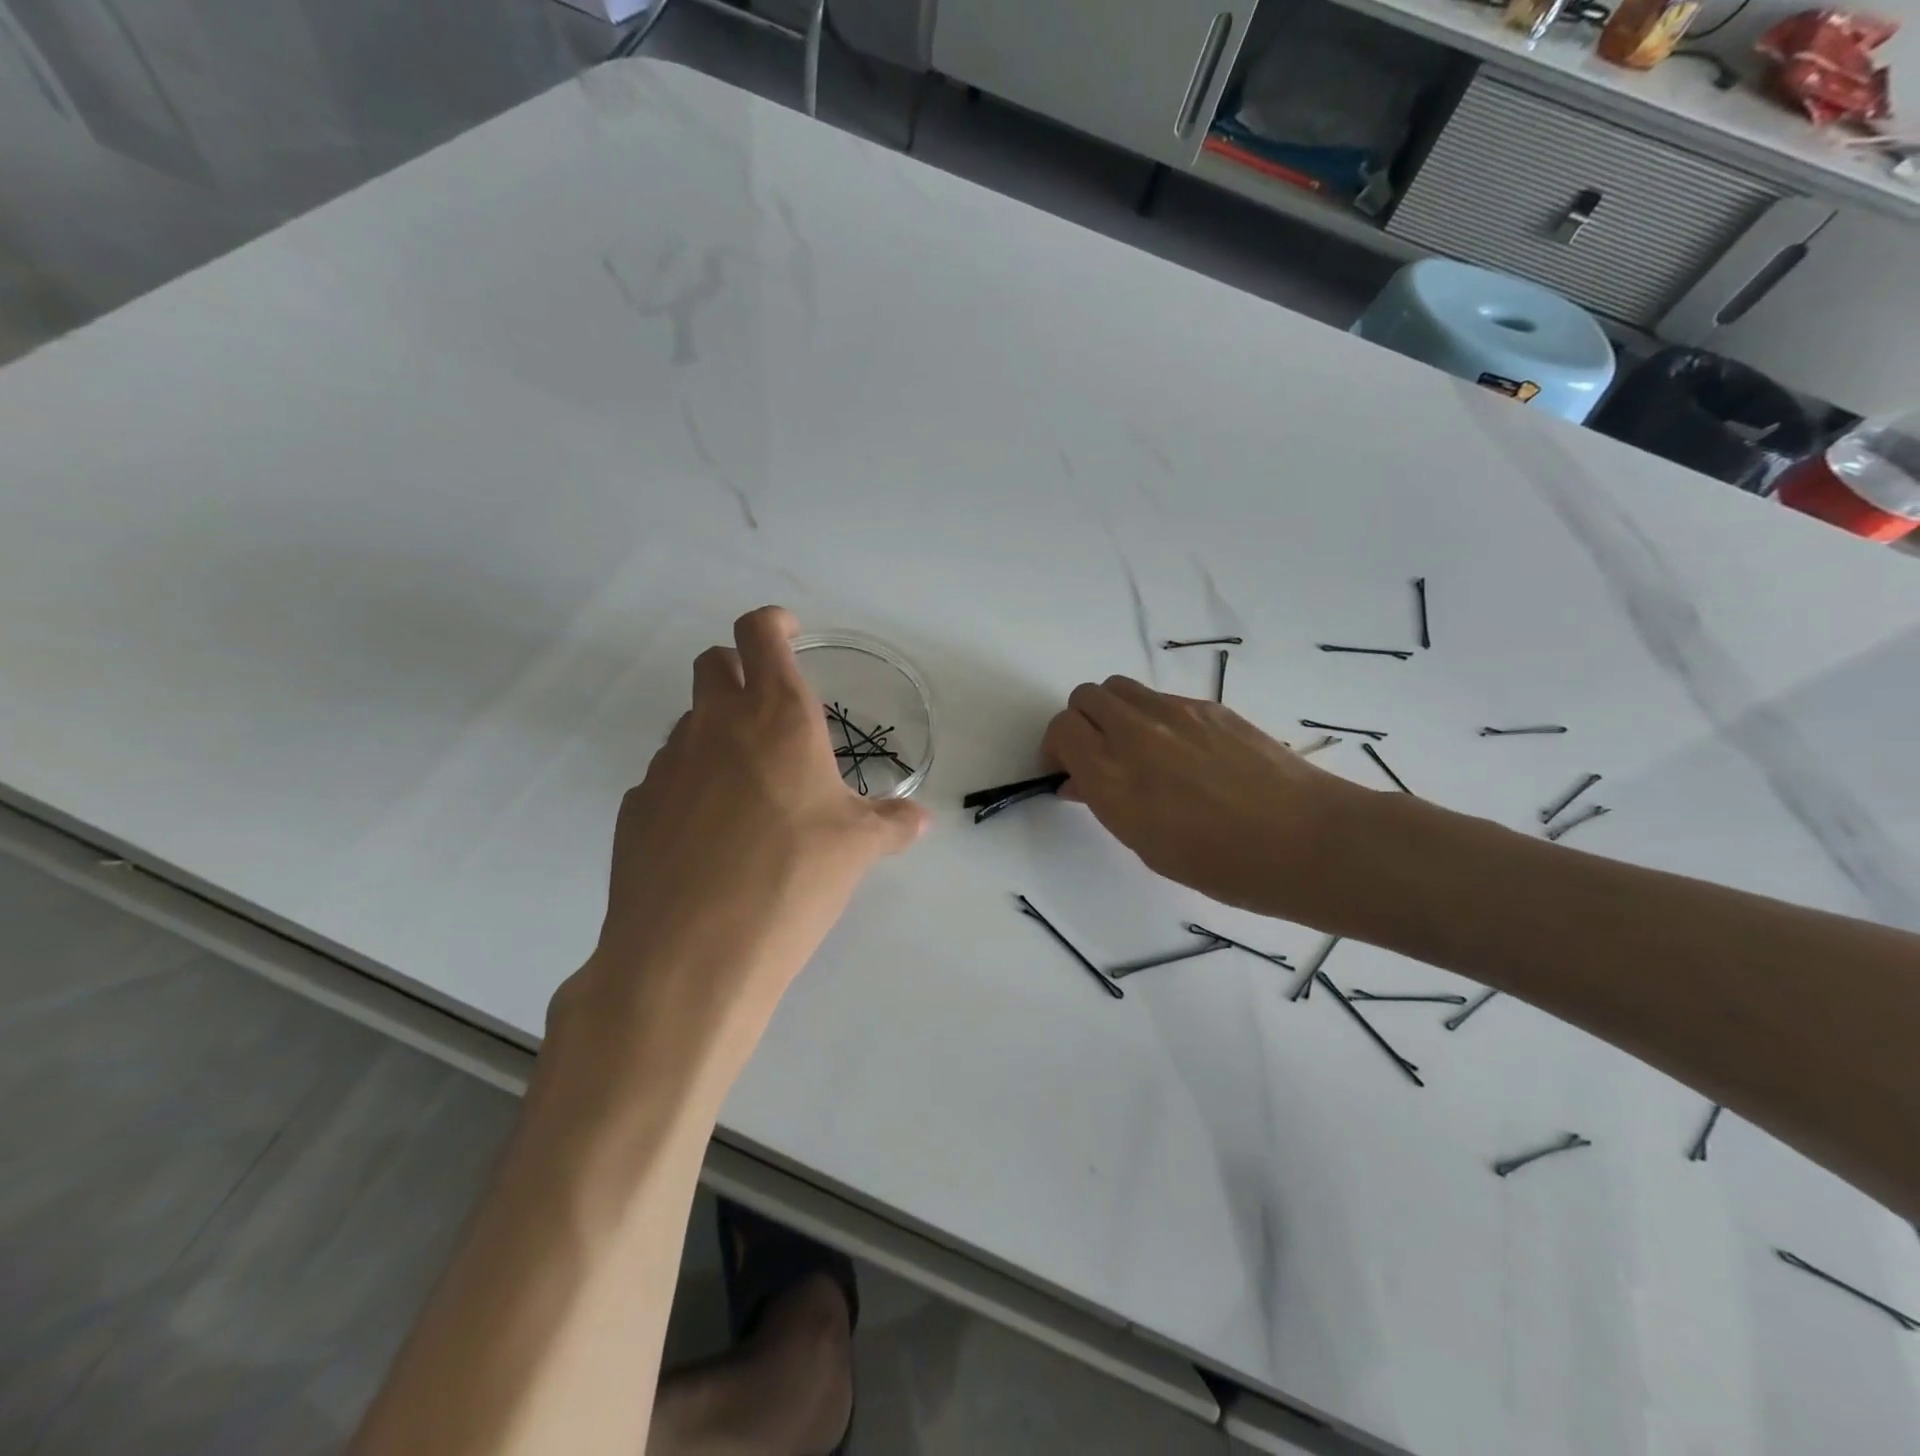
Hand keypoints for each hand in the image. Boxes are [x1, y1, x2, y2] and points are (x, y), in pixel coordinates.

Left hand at [550, 607, 928, 1087]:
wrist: (692, 953)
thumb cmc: (792, 878)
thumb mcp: (857, 849)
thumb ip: (890, 824)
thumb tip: (919, 820)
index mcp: (776, 715)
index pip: (760, 633)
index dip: (774, 623)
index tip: (790, 633)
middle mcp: (715, 725)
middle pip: (712, 663)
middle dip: (739, 671)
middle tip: (771, 712)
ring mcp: (667, 764)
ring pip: (689, 723)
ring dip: (716, 733)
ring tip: (748, 788)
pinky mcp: (635, 807)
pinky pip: (667, 776)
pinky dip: (690, 784)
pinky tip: (710, 835)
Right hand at [1041, 676, 1368, 922]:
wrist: (1307, 841)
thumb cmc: (1221, 864)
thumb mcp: (1146, 844)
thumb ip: (1106, 802)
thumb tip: (1082, 780)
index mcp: (1112, 776)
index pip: (1062, 728)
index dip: (1057, 747)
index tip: (1068, 770)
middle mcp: (1135, 733)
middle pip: (1085, 697)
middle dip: (1081, 723)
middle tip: (1096, 756)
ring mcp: (1175, 713)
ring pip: (1120, 688)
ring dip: (1114, 712)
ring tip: (1136, 749)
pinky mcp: (1209, 706)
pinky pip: (1161, 698)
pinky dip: (1153, 716)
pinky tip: (1182, 752)